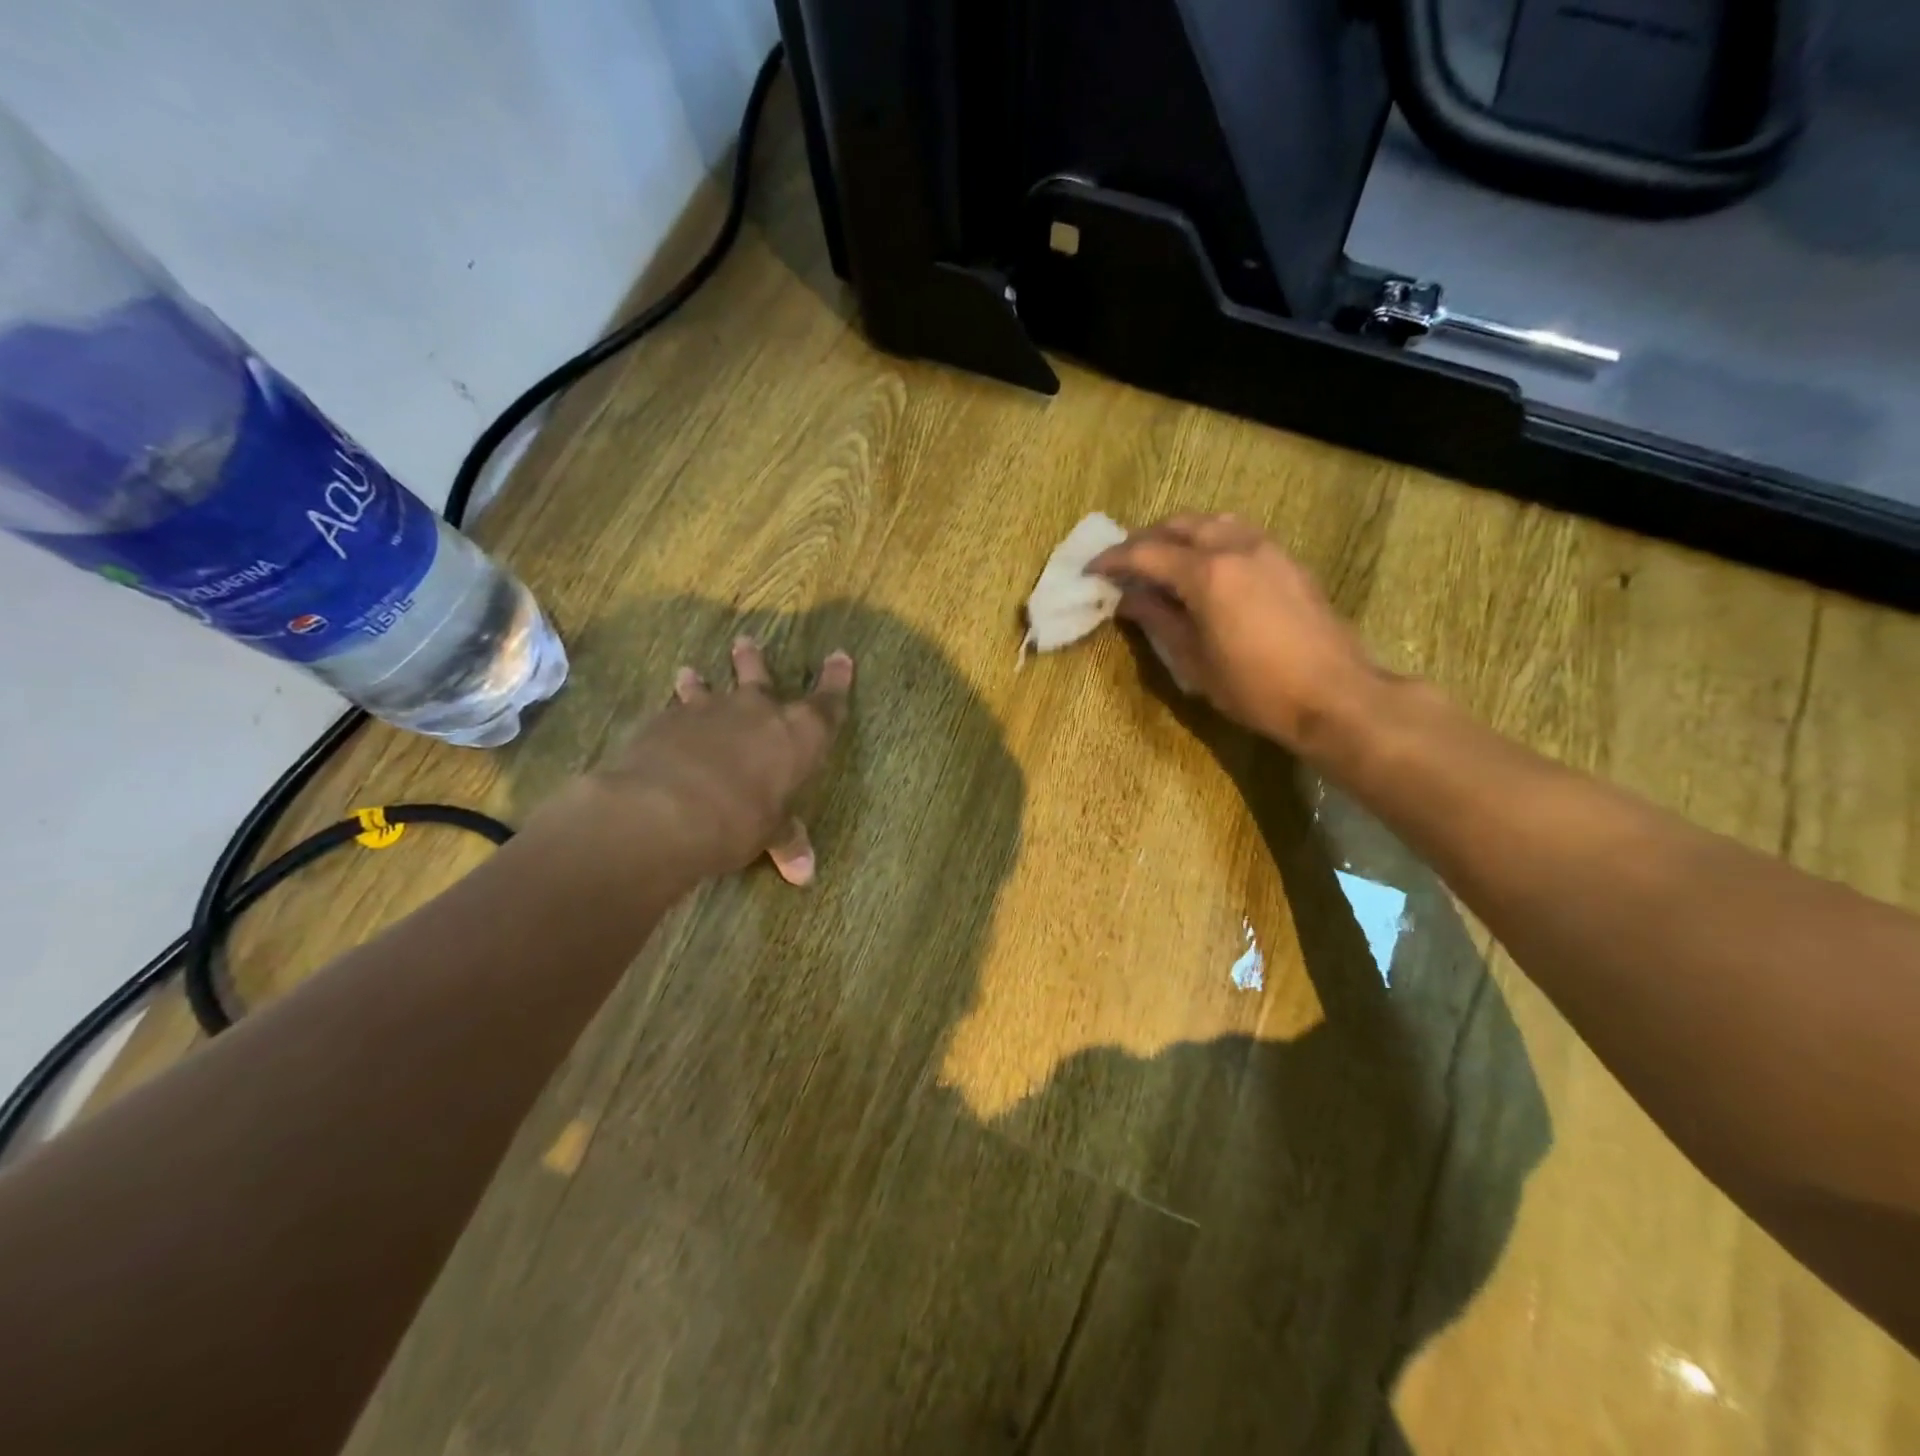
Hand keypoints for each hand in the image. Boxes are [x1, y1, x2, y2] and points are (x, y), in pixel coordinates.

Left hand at [577, 638, 853, 885]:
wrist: (668, 808)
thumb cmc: (740, 820)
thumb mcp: (769, 833)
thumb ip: (785, 840)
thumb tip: (806, 874)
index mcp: (798, 735)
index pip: (827, 703)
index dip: (837, 680)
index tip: (841, 655)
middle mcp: (758, 711)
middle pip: (760, 677)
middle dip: (754, 661)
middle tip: (745, 642)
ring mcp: (709, 710)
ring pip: (709, 687)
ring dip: (701, 680)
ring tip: (690, 672)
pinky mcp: (667, 720)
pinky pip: (673, 709)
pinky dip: (671, 710)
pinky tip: (662, 715)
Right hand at [1091, 513, 1379, 755]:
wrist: (1334, 695)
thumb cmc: (1255, 688)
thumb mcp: (1193, 661)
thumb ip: (1158, 620)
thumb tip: (1128, 598)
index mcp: (1208, 573)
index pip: (1146, 553)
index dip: (1113, 560)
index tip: (1090, 570)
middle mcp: (1237, 547)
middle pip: (1180, 524)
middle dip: (1145, 539)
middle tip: (1124, 564)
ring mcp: (1268, 549)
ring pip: (1213, 522)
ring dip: (1180, 534)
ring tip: (1162, 560)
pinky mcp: (1288, 561)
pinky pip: (1239, 534)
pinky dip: (1210, 540)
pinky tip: (1204, 569)